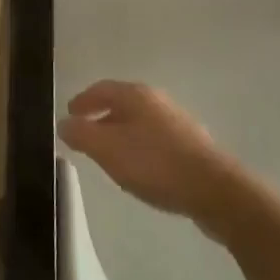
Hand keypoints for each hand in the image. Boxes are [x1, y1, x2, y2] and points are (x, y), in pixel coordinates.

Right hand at [58, 81, 235, 233]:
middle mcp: (158, 101)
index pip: (101, 89)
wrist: (214, 190)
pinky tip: (140, 168)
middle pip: (122, 103)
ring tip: (110, 154)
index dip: (83, 101)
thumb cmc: (154, 164)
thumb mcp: (107, 149)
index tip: (70, 114)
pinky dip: (140, 147)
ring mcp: (178, 122)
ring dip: (122, 134)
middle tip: (86, 135)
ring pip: (140, 122)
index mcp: (136, 95)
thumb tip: (65, 123)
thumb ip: (81, 134)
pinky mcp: (192, 145)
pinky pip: (156, 139)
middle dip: (102, 117)